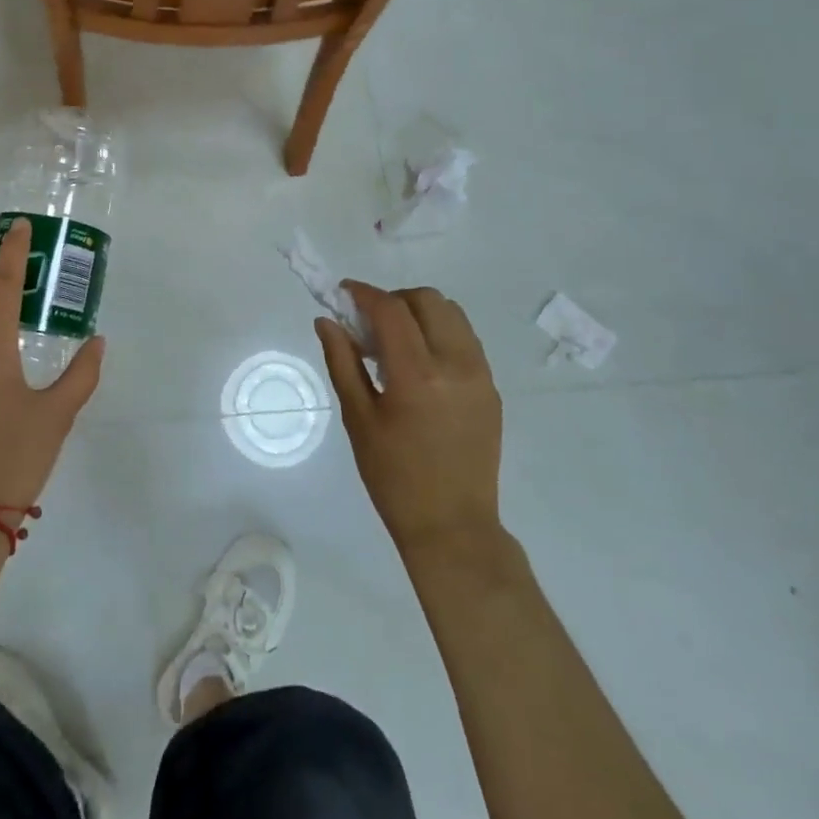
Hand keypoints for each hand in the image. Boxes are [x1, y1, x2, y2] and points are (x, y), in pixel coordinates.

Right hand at [315, 284, 503, 555]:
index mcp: (417, 375)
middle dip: (393, 299)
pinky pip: (466, 339)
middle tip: (369, 323)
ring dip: (419, 312)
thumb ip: (342, 361)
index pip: (391, 310)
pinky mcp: (492, 388)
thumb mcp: (358, 418)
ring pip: (452, 314)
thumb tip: (326, 320)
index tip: (343, 292)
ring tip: (395, 342)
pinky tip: (419, 362)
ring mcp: (480, 375)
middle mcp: (456, 365)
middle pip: (427, 300)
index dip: (364, 293)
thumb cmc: (393, 477)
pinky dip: (439, 333)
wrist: (452, 526)